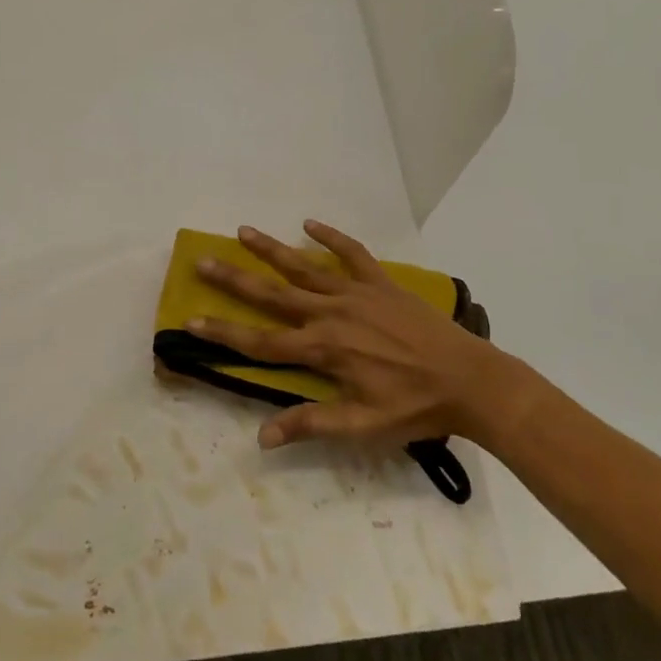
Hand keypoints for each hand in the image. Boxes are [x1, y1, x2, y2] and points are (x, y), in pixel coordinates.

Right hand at [190, 220, 509, 450]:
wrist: (469, 379)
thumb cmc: (414, 408)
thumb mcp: (362, 427)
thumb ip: (311, 425)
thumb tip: (262, 437)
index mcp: (324, 350)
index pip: (262, 343)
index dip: (224, 333)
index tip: (192, 320)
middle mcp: (331, 314)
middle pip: (273, 295)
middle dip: (235, 279)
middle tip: (203, 260)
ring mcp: (356, 293)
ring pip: (304, 268)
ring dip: (272, 249)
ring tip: (242, 231)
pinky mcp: (380, 282)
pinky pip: (352, 253)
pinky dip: (331, 237)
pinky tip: (310, 224)